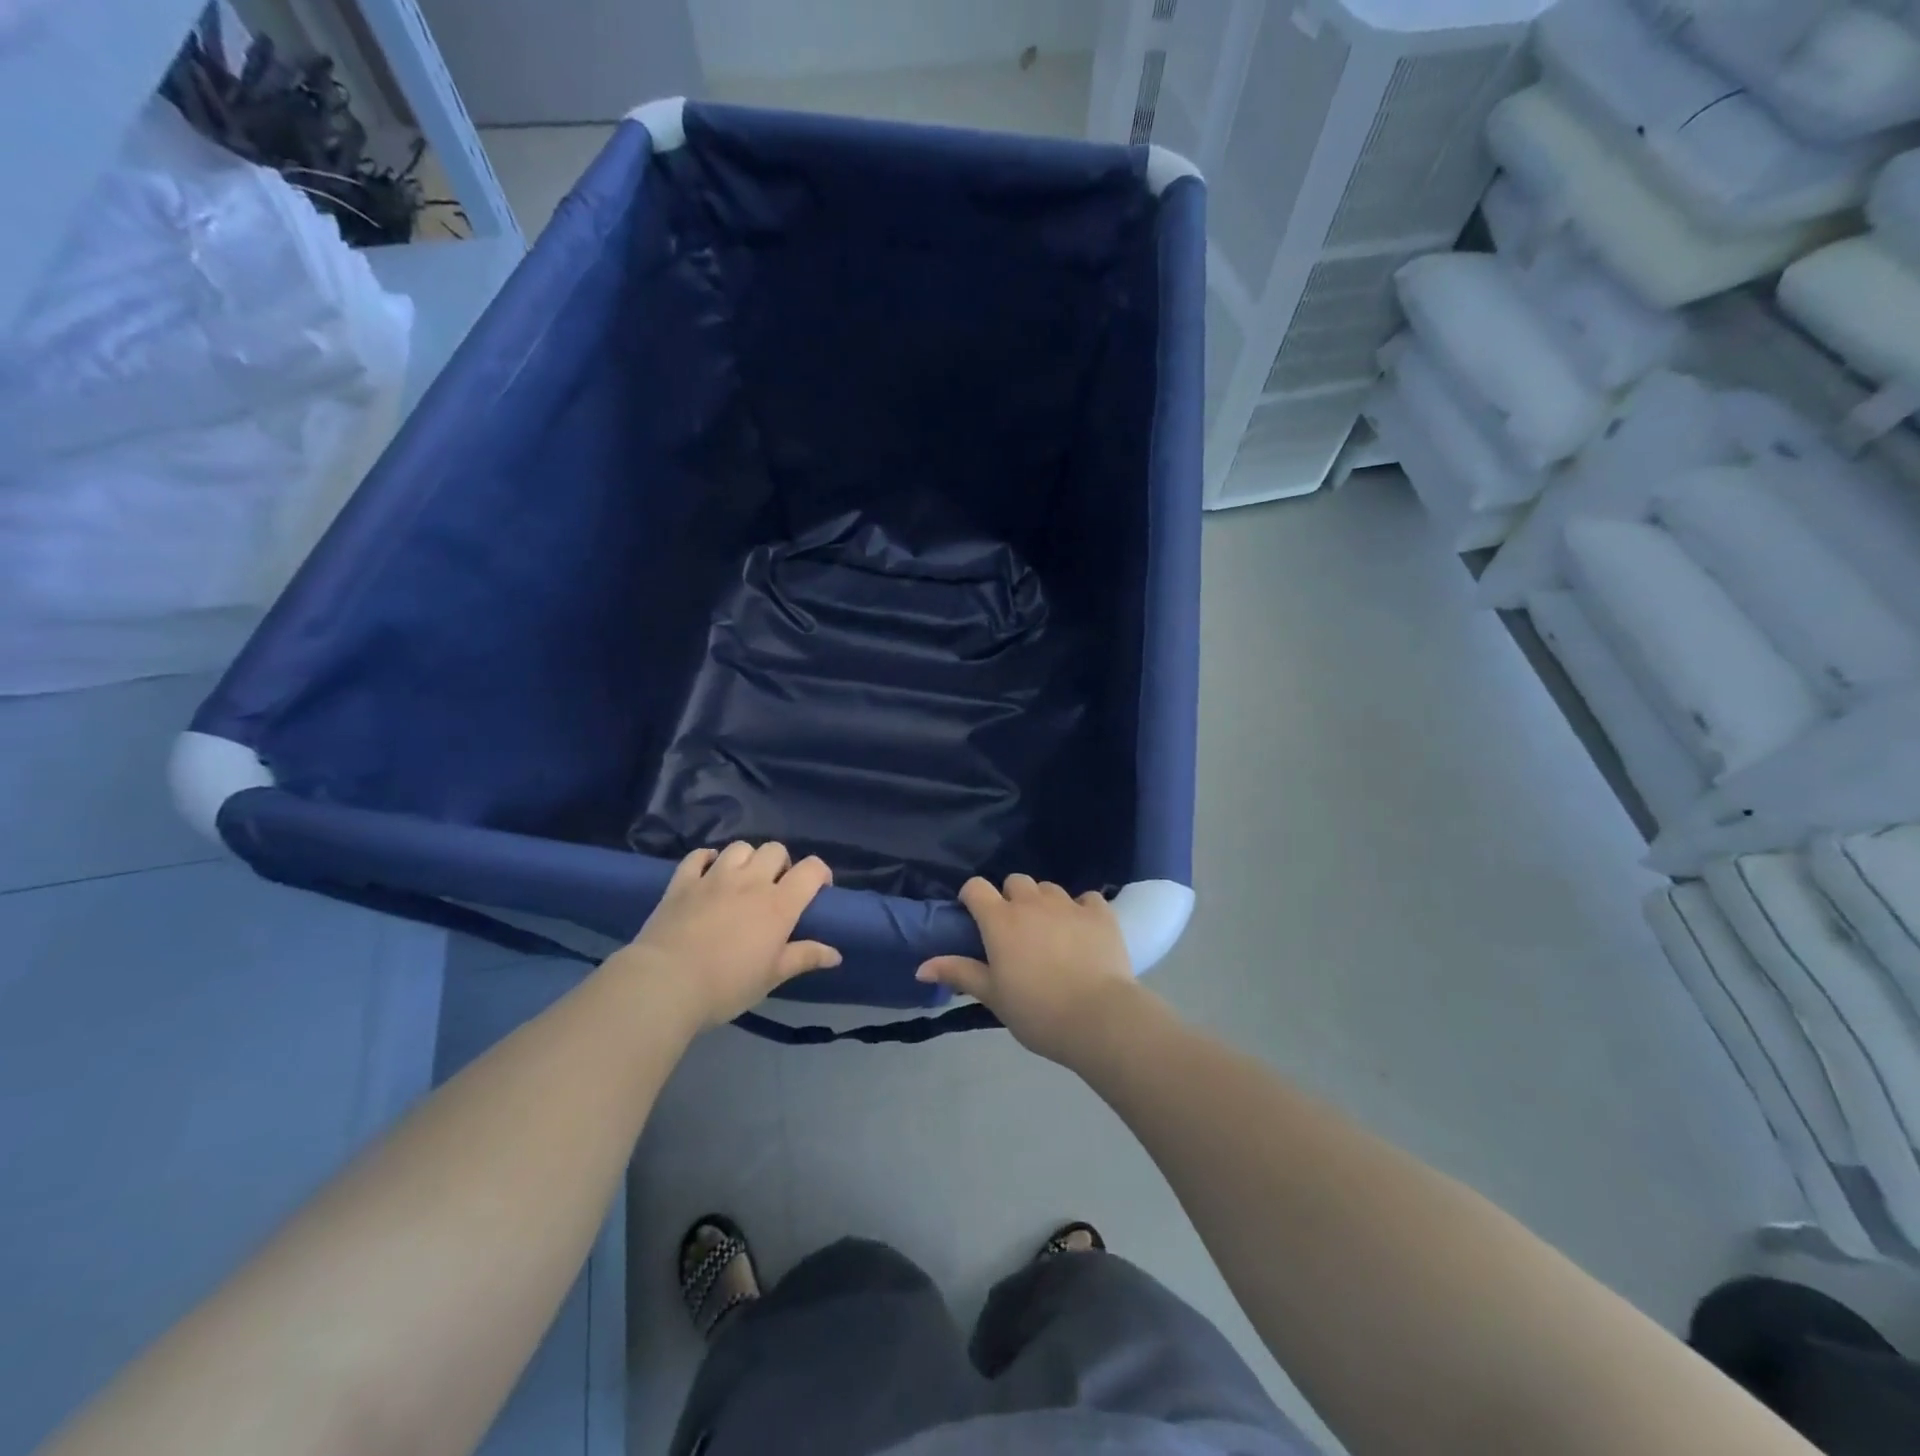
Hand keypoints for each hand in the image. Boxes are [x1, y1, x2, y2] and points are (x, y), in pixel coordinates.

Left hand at [618, 842, 840, 1030]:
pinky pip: (698, 855)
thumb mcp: (772, 976)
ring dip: (747, 859)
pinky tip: (708, 873)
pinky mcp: (682, 882)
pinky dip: (707, 859)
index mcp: (779, 904)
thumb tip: (836, 954)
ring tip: (743, 880)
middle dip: (781, 864)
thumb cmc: (726, 985)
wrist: (666, 984)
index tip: (819, 889)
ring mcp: (714, 877)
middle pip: (775, 850)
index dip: (820, 873)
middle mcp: (750, 881)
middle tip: (776, 888)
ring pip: (740, 847)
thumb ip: (804, 958)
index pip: (811, 869)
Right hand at [917, 874, 1141, 1064]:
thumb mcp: (993, 996)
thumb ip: (959, 973)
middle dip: (1011, 898)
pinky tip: (1083, 931)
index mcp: (1000, 920)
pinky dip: (1081, 910)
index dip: (972, 897)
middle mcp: (1032, 903)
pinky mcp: (1100, 913)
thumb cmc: (1037, 1011)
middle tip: (1015, 930)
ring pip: (1049, 888)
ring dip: (1044, 903)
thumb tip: (920, 967)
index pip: (976, 887)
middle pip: (1015, 881)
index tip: (975, 917)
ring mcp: (1068, 904)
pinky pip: (1086, 898)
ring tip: (1050, 932)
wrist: (1097, 1017)